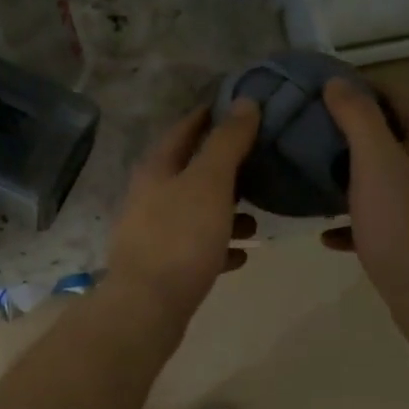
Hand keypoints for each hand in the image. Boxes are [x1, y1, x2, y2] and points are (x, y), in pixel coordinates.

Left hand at [106, 100, 261, 321]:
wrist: (147, 306)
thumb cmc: (180, 237)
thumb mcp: (209, 182)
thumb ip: (227, 142)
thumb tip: (244, 101)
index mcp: (156, 170)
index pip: (183, 130)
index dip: (209, 116)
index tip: (239, 107)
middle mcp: (150, 197)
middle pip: (189, 172)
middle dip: (224, 166)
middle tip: (261, 161)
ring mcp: (153, 233)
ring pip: (195, 212)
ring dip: (225, 210)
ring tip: (258, 217)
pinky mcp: (163, 267)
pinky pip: (197, 248)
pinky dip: (219, 246)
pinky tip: (242, 255)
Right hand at [321, 79, 408, 324]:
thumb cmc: (404, 225)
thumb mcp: (375, 163)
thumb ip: (357, 118)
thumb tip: (337, 82)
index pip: (395, 95)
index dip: (359, 87)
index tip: (318, 90)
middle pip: (389, 134)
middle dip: (349, 130)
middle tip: (307, 130)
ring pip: (384, 175)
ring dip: (349, 173)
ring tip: (311, 175)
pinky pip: (381, 215)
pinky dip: (355, 217)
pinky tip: (327, 233)